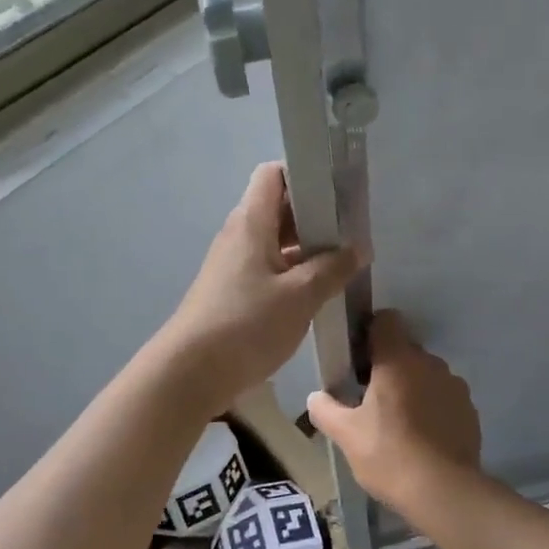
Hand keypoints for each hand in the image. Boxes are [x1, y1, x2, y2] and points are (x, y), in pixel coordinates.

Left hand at [155, 163, 359, 414]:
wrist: (190, 373)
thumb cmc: (245, 324)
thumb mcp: (300, 296)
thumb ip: (332, 269)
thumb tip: (358, 249)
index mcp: (251, 222)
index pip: (274, 175)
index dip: (305, 175)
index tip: (339, 192)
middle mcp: (240, 235)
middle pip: (278, 207)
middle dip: (316, 215)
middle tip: (353, 231)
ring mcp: (234, 264)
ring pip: (276, 241)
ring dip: (307, 247)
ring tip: (344, 261)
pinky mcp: (234, 291)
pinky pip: (269, 268)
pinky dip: (294, 272)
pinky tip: (319, 291)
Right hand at [307, 312, 481, 511]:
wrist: (444, 492)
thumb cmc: (389, 455)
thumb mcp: (346, 435)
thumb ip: (325, 409)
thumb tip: (315, 397)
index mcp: (398, 360)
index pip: (386, 320)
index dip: (370, 331)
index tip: (358, 358)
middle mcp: (430, 363)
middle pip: (405, 349)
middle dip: (388, 366)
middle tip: (369, 398)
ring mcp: (454, 386)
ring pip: (425, 374)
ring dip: (411, 387)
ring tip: (397, 422)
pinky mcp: (469, 410)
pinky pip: (443, 397)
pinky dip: (431, 407)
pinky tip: (421, 437)